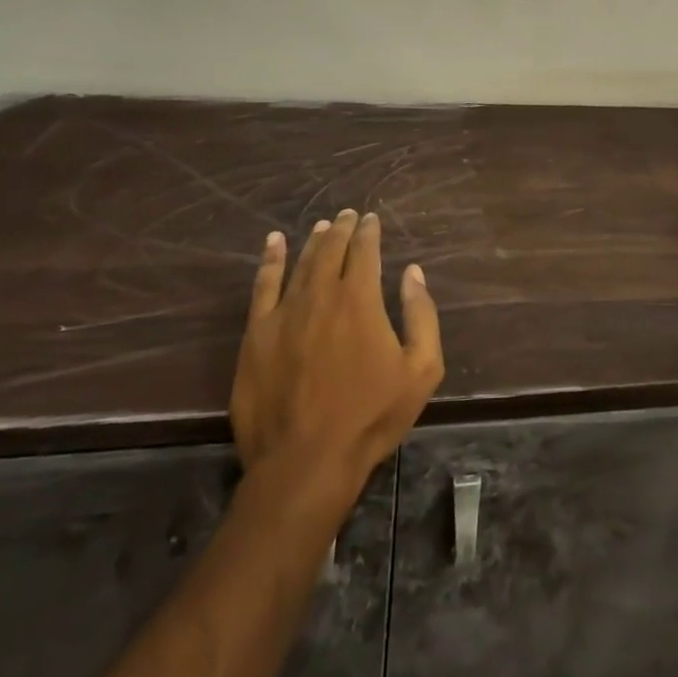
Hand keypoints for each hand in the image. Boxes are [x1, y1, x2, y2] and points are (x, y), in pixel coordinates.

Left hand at [230, 210, 444, 480]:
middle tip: (349, 215)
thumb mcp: (421, 369)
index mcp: (360, 299)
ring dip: (314, 240)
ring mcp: (283, 313)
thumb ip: (421, 315)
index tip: (372, 219)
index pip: (364, 251)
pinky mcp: (256, 335)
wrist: (305, 461)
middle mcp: (321, 294)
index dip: (369, 232)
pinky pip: (263, 286)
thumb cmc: (371, 416)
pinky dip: (270, 260)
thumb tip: (412, 273)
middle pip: (331, 250)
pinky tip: (274, 243)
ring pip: (301, 263)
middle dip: (342, 229)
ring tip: (322, 226)